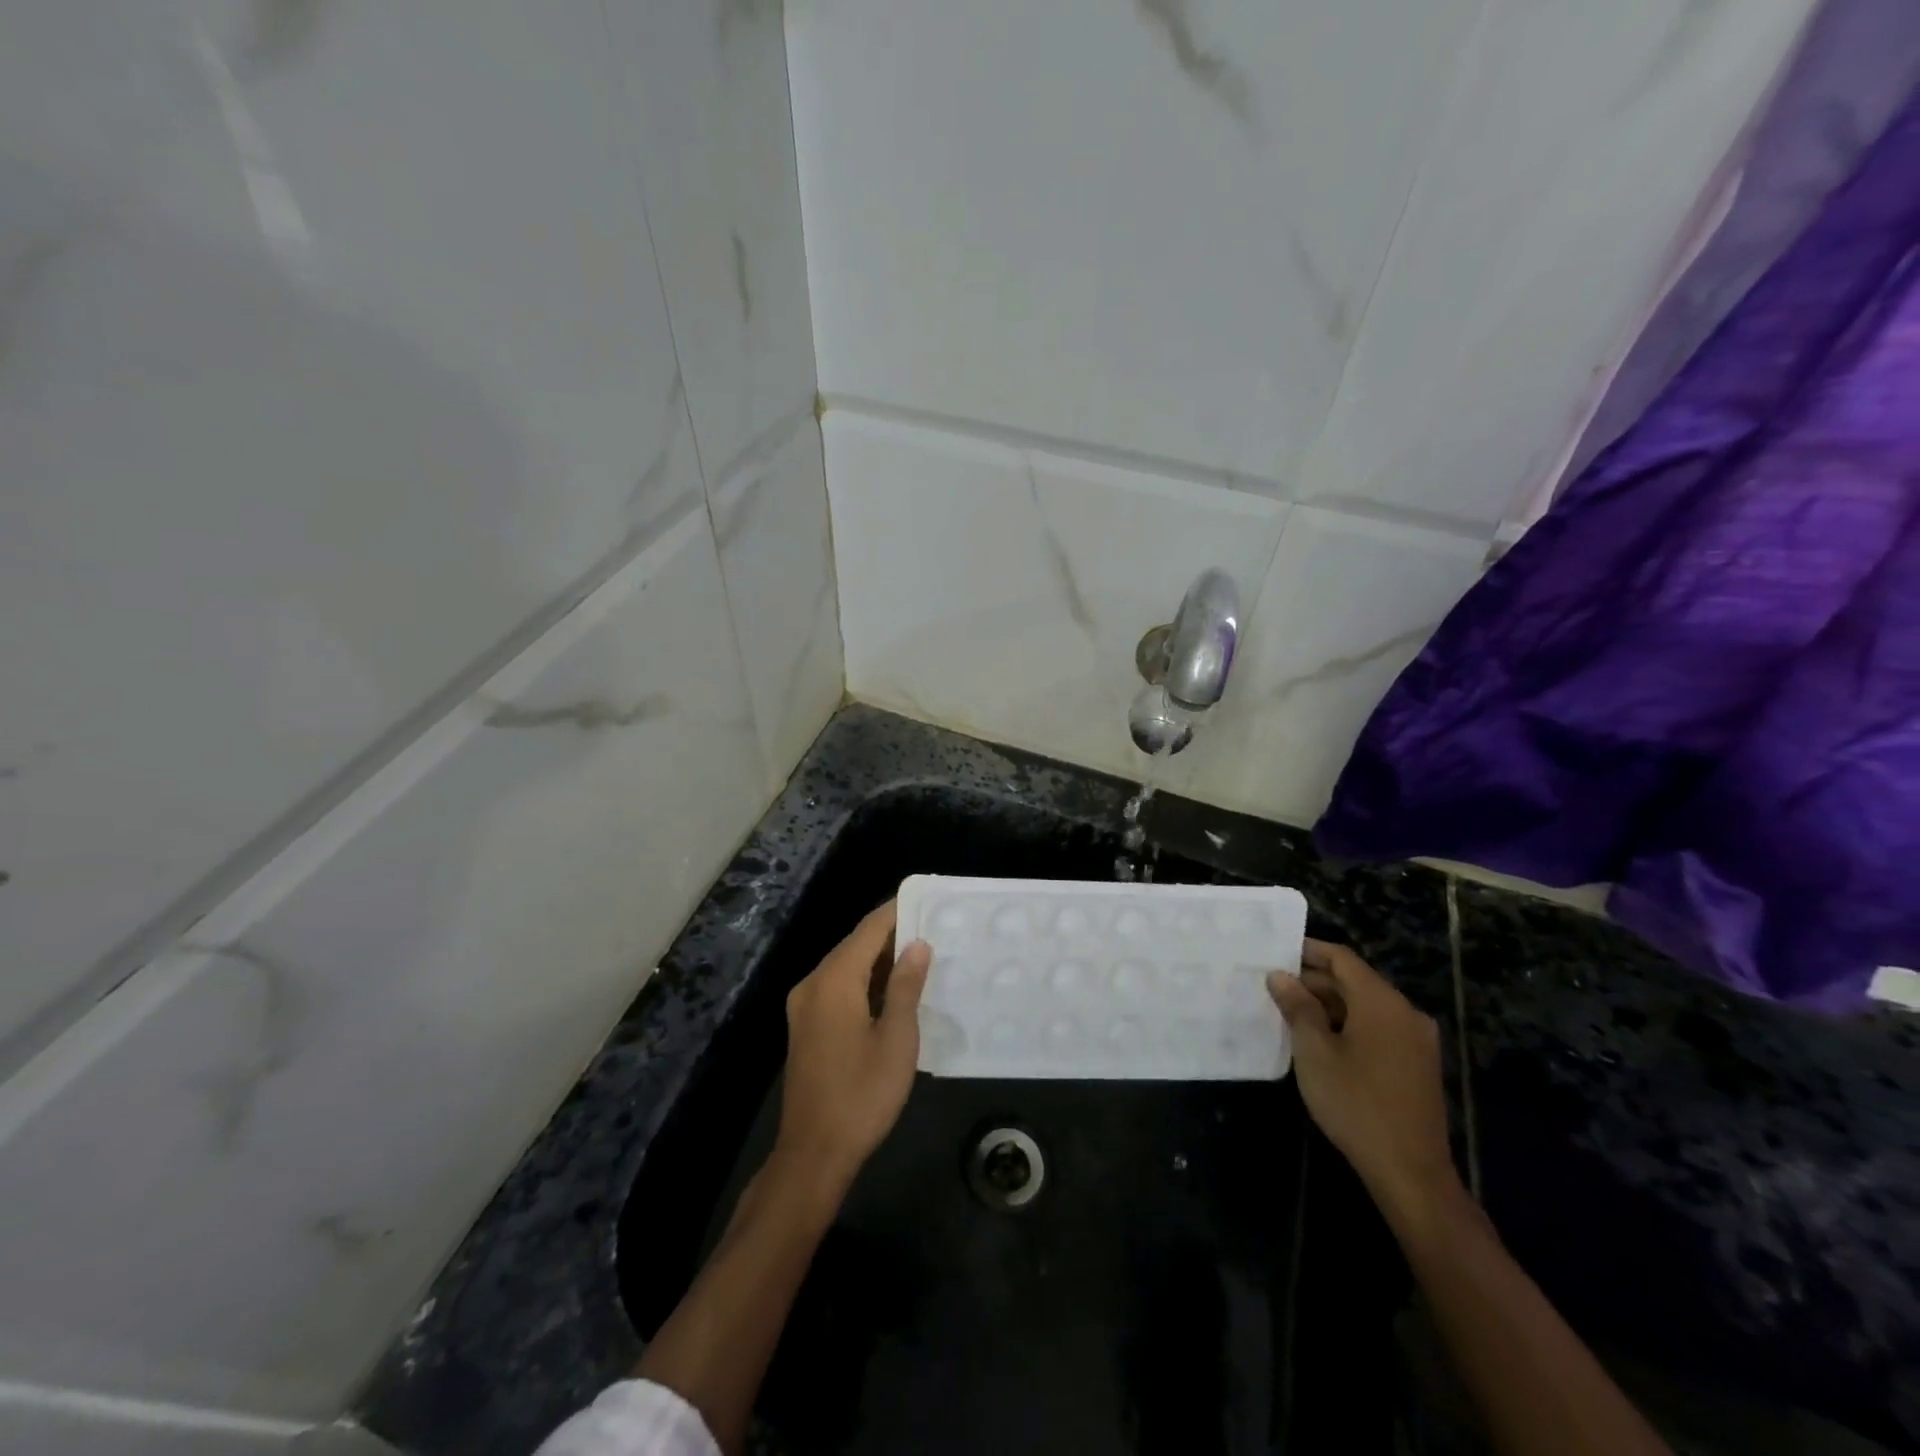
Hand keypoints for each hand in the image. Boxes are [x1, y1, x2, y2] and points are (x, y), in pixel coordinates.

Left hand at [774, 901, 930, 1194]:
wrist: (813, 1152)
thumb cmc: (862, 1094)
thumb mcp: (896, 1039)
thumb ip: (906, 986)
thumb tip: (917, 945)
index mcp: (834, 980)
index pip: (869, 929)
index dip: (897, 911)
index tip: (927, 900)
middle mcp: (813, 983)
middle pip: (855, 944)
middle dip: (891, 934)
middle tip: (933, 929)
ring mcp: (804, 1006)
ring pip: (846, 966)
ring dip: (879, 959)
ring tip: (920, 955)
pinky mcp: (805, 1026)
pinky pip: (838, 987)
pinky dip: (864, 981)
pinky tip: (892, 990)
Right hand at [1267, 939, 1457, 1218]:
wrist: (1410, 1172)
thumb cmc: (1355, 1103)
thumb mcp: (1314, 1051)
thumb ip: (1297, 1007)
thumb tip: (1280, 976)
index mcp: (1382, 1002)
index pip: (1342, 959)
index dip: (1308, 951)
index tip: (1275, 953)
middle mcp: (1405, 1012)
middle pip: (1355, 981)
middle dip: (1314, 981)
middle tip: (1274, 989)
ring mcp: (1416, 1040)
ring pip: (1366, 1007)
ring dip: (1330, 1005)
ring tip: (1291, 1015)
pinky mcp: (1418, 1065)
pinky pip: (1379, 1029)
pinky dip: (1349, 1025)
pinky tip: (1321, 1042)